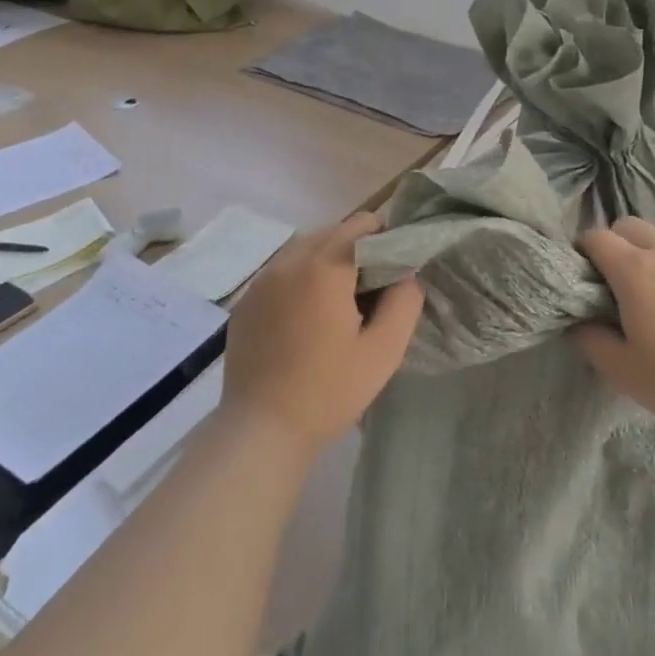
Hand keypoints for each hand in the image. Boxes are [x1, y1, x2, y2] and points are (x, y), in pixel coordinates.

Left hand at [222, 212, 423, 454]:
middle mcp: (288, 262)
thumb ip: (404, 303)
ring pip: (303, 248)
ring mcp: (262, 281)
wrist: (261, 430)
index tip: (397, 264)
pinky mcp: (246, 301)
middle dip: (356, 246)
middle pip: (331, 231)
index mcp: (324, 267)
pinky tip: (308, 313)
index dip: (384, 236)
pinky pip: (281, 271)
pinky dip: (301, 276)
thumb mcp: (383, 351)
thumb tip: (407, 274)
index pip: (360, 224)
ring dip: (328, 258)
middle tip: (374, 283)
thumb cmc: (328, 391)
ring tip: (342, 298)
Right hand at [574, 217, 654, 442]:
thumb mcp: (622, 371)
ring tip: (651, 296)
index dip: (582, 252)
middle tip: (613, 283)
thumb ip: (590, 340)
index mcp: (635, 270)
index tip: (581, 277)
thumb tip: (580, 321)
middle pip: (629, 225)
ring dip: (646, 254)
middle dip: (614, 243)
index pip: (597, 237)